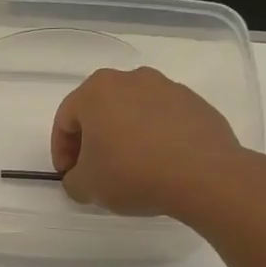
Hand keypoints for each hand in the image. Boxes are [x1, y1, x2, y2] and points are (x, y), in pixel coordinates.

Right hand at [51, 66, 243, 216]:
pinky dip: (153, 137)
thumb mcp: (86, 186)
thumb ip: (72, 180)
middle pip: (99, 110)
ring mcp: (167, 87)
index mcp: (96, 90)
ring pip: (132, 112)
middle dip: (92, 140)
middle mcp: (130, 79)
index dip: (61, 151)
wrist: (204, 175)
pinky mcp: (195, 103)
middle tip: (95, 169)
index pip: (65, 120)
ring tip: (130, 168)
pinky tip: (158, 164)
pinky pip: (162, 120)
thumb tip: (81, 177)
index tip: (69, 175)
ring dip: (124, 136)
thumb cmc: (132, 173)